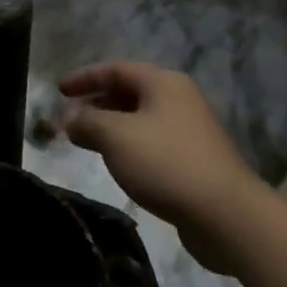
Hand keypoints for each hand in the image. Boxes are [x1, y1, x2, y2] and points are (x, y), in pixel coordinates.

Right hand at [59, 62, 267, 271]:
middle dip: (96, 103)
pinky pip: (152, 142)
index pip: (114, 69)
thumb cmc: (166, 163)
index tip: (58, 91)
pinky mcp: (195, 161)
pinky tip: (117, 163)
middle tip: (70, 118)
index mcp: (162, 83)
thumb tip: (69, 119)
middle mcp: (179, 99)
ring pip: (140, 119)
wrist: (228, 217)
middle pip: (129, 92)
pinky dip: (128, 145)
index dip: (84, 78)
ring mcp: (190, 131)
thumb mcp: (115, 137)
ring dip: (111, 126)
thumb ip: (86, 122)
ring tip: (86, 141)